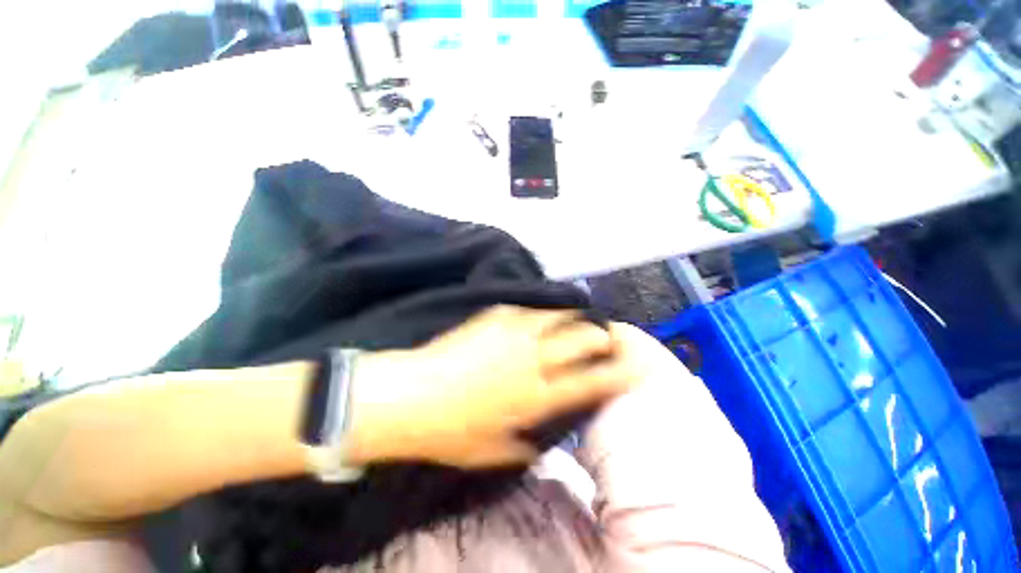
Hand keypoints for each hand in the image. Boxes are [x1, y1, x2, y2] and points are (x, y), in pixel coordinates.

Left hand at [345, 306, 638, 468]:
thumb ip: (521, 448)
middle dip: (600, 336)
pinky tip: (542, 310)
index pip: (589, 383)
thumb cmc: (450, 431)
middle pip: (580, 341)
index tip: (633, 365)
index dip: (615, 373)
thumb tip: (537, 445)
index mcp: (536, 396)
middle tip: (606, 334)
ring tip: (578, 315)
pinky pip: (527, 309)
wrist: (412, 395)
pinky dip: (540, 310)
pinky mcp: (495, 316)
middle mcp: (533, 360)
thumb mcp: (490, 453)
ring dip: (572, 316)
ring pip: (557, 316)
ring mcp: (514, 333)